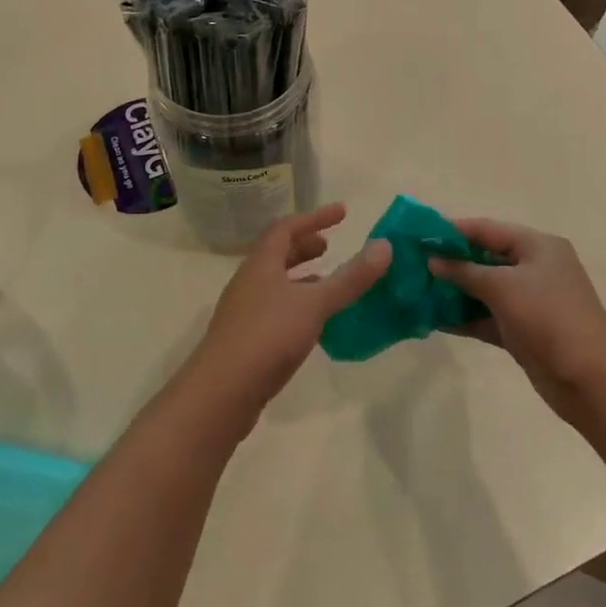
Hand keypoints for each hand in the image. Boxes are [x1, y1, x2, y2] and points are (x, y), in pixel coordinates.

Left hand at [182, 204, 390, 428]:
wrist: (220, 394)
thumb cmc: (267, 336)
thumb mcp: (314, 304)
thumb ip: (350, 278)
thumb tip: (385, 246)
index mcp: (261, 264)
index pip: (286, 228)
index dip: (314, 217)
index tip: (342, 213)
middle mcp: (249, 282)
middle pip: (277, 254)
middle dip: (304, 246)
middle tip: (330, 246)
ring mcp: (244, 312)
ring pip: (275, 283)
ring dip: (301, 277)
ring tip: (328, 283)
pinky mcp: (245, 340)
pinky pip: (275, 310)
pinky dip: (296, 305)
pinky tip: (313, 324)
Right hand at [430, 219, 605, 419]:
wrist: (589, 379)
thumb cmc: (548, 318)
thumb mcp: (503, 287)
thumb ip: (464, 271)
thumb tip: (432, 260)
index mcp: (537, 246)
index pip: (488, 229)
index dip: (453, 230)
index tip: (418, 234)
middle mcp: (534, 268)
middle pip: (484, 257)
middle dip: (450, 261)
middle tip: (413, 264)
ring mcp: (529, 301)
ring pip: (483, 288)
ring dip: (453, 290)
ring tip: (416, 290)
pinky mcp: (522, 330)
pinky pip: (487, 316)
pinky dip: (464, 316)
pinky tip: (433, 319)